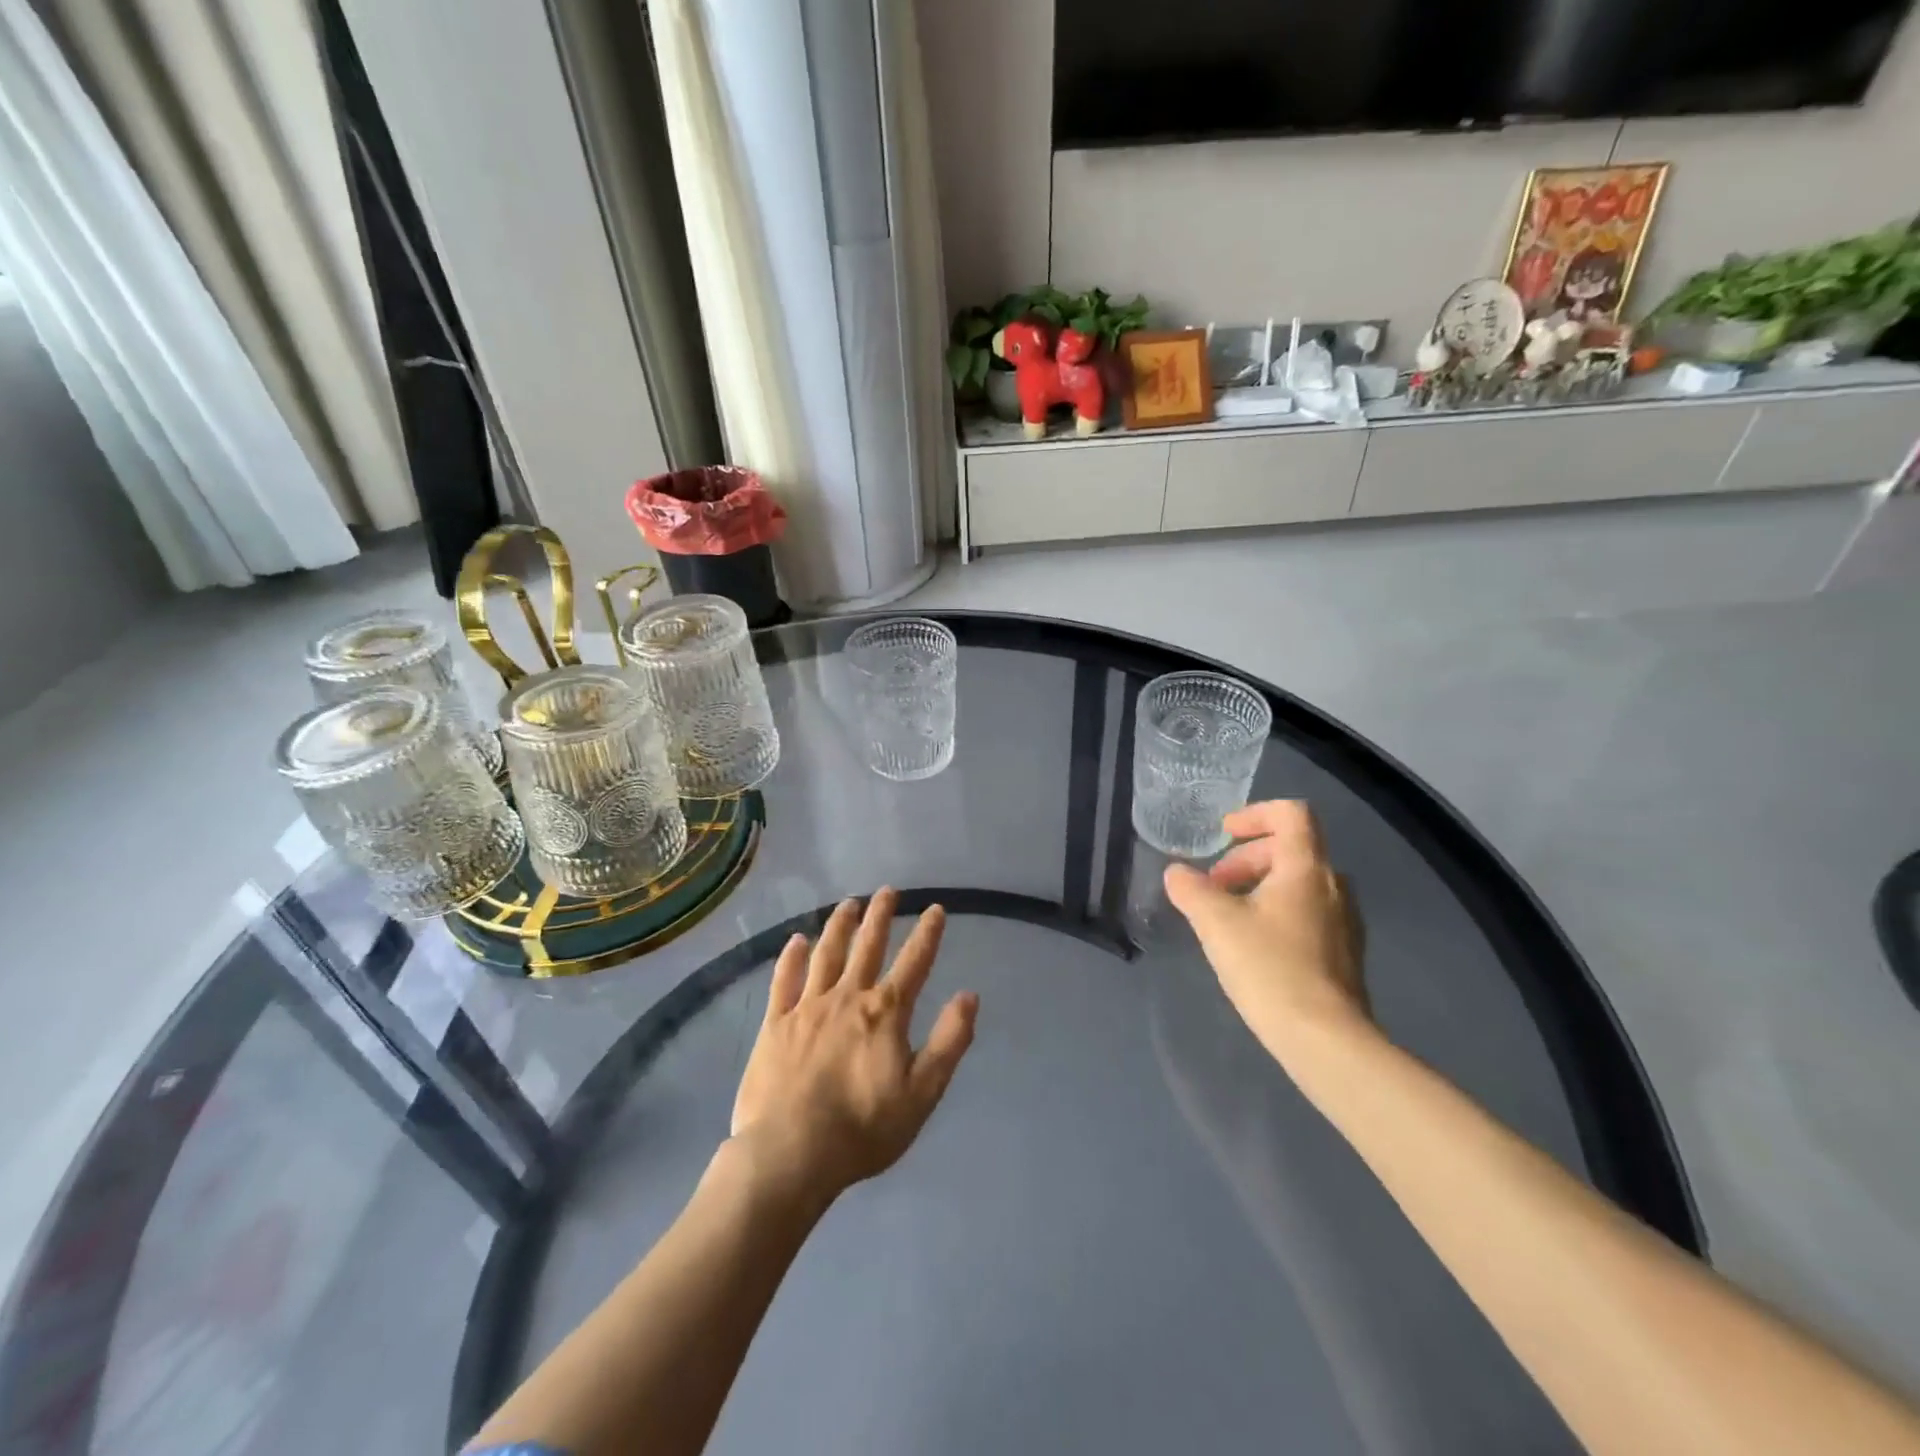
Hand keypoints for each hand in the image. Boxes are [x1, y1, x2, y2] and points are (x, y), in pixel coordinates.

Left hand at [730, 889, 977, 1206]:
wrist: (791, 1153)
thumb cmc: (863, 1129)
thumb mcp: (922, 1093)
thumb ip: (949, 1042)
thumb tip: (969, 996)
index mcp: (885, 1013)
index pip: (914, 963)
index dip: (927, 934)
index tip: (935, 909)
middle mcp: (847, 997)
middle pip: (867, 947)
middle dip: (880, 916)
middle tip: (887, 891)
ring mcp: (808, 1007)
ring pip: (827, 954)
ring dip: (840, 926)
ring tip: (848, 903)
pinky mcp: (776, 1023)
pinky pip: (785, 979)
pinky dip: (792, 957)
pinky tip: (797, 940)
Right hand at [1163, 801, 1371, 1061]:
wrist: (1326, 1040)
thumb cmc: (1269, 967)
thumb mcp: (1216, 923)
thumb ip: (1191, 890)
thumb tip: (1176, 873)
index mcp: (1306, 868)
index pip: (1291, 814)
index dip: (1255, 814)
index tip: (1224, 834)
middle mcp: (1332, 885)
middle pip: (1291, 849)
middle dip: (1246, 858)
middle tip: (1215, 885)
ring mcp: (1344, 920)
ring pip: (1299, 882)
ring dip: (1260, 886)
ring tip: (1228, 916)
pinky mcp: (1345, 952)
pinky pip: (1308, 912)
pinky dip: (1277, 911)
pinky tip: (1253, 945)